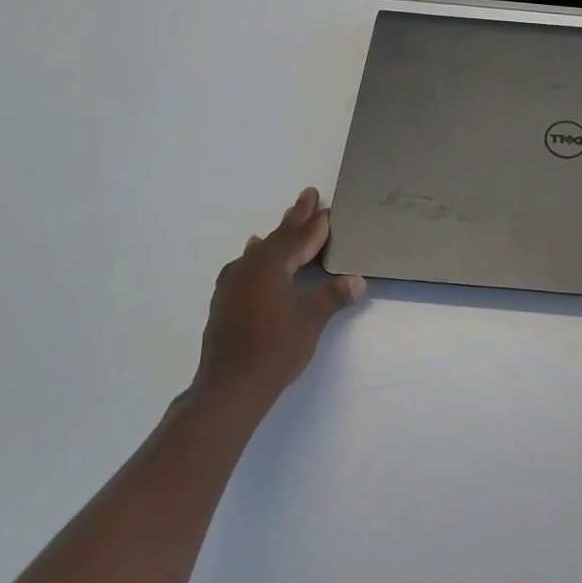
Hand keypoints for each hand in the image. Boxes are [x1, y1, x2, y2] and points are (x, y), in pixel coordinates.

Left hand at [194, 188, 366, 407]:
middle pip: (279, 236)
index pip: (301, 237)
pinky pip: (247, 265)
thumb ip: (332, 296)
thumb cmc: (274, 350)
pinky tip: (255, 256)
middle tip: (309, 195)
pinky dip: (260, 256)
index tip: (329, 208)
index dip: (317, 223)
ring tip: (288, 221)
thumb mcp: (310, 321)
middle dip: (297, 217)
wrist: (229, 387)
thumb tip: (357, 281)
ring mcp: (233, 282)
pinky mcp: (225, 299)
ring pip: (261, 250)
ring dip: (278, 236)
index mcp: (272, 264)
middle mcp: (249, 265)